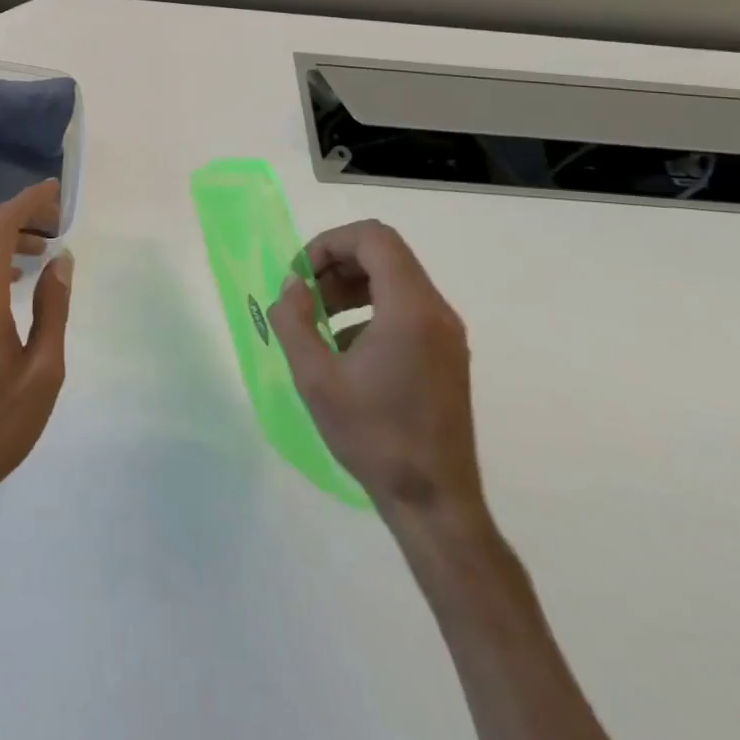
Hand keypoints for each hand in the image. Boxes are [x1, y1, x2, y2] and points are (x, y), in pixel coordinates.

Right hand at [268, 220, 481, 521]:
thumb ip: (294, 321)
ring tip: (317, 321)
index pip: (373, 238)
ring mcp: (446, 334)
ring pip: (395, 279)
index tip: (301, 275)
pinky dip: (369, 309)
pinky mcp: (447, 354)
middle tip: (304, 296)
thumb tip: (291, 286)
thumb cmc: (373, 436)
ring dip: (350, 286)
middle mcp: (436, 311)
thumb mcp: (315, 377)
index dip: (330, 243)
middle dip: (336, 264)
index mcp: (410, 309)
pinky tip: (344, 349)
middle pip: (384, 254)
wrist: (434, 501)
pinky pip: (405, 307)